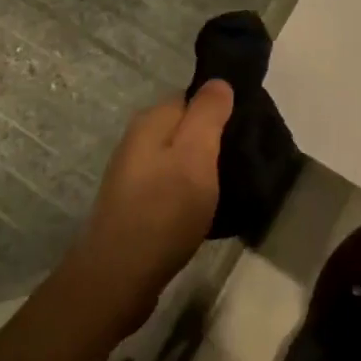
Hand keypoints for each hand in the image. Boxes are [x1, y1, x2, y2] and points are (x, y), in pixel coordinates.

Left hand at [62, 82, 232, 339]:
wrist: (117, 279)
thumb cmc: (163, 210)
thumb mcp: (196, 154)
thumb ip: (208, 113)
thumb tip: (218, 81)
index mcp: (151, 120)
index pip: (193, 98)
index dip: (220, 112)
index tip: (244, 132)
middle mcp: (137, 140)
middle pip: (184, 128)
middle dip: (211, 142)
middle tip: (240, 161)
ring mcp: (132, 174)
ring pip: (177, 158)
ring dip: (199, 170)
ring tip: (226, 187)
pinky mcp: (133, 205)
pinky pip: (169, 185)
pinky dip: (186, 193)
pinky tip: (201, 212)